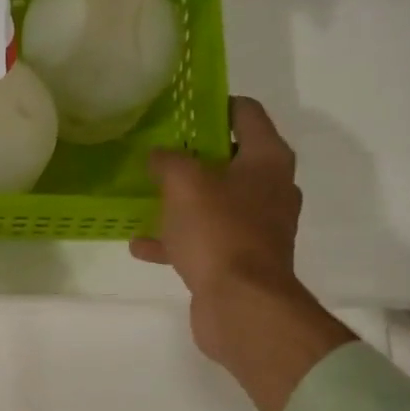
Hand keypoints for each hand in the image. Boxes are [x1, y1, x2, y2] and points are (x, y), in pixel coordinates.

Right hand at [131, 97, 353, 410]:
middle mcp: (269, 189)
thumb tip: (158, 156)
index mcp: (267, 160)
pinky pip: (203, 240)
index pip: (246, 113)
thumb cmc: (219, 232)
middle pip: (230, 159)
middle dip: (193, 156)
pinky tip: (140, 244)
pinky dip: (176, 240)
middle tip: (157, 152)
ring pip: (214, 203)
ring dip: (181, 201)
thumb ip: (168, 161)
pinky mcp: (238, 261)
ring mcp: (256, 228)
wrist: (241, 305)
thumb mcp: (185, 184)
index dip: (215, 105)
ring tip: (145, 197)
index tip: (181, 108)